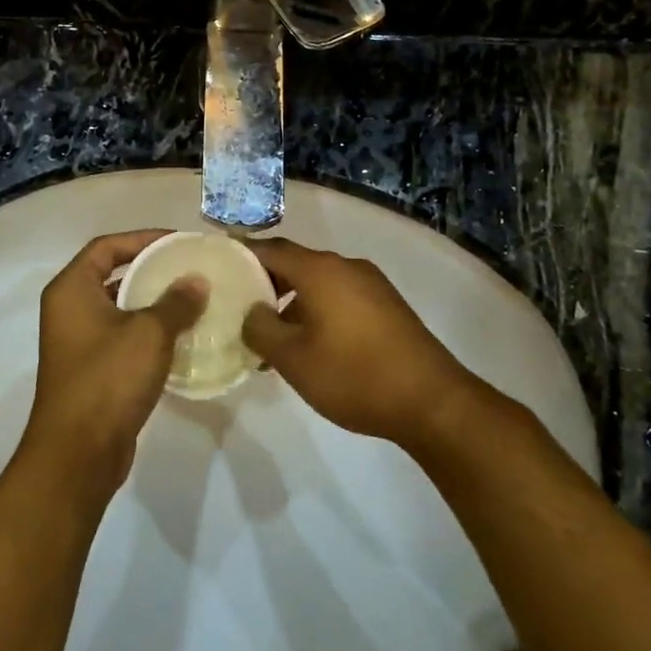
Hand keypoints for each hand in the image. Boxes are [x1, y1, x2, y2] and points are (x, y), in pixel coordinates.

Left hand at [21, 231, 207, 499]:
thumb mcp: (149, 333)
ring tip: (194, 301)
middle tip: (191, 270)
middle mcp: (69, 310)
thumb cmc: (108, 379)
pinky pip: (122, 339)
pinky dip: (148, 334)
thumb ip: (176, 302)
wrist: (78, 452)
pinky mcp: (91, 371)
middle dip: (152, 271)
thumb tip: (196, 281)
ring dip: (153, 304)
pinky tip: (182, 339)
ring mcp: (78, 342)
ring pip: (120, 309)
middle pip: (112, 275)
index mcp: (72, 289)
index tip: (179, 242)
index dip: (142, 239)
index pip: (106, 246)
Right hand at [242, 239, 479, 447]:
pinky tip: (310, 346)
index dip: (243, 254)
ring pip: (319, 284)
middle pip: (296, 264)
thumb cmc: (353, 375)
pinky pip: (341, 298)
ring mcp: (372, 286)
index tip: (219, 264)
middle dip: (266, 283)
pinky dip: (318, 312)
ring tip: (273, 338)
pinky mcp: (388, 307)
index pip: (272, 249)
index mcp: (321, 270)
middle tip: (240, 307)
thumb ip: (261, 328)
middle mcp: (347, 267)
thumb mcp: (293, 358)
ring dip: (292, 303)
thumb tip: (252, 312)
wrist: (431, 401)